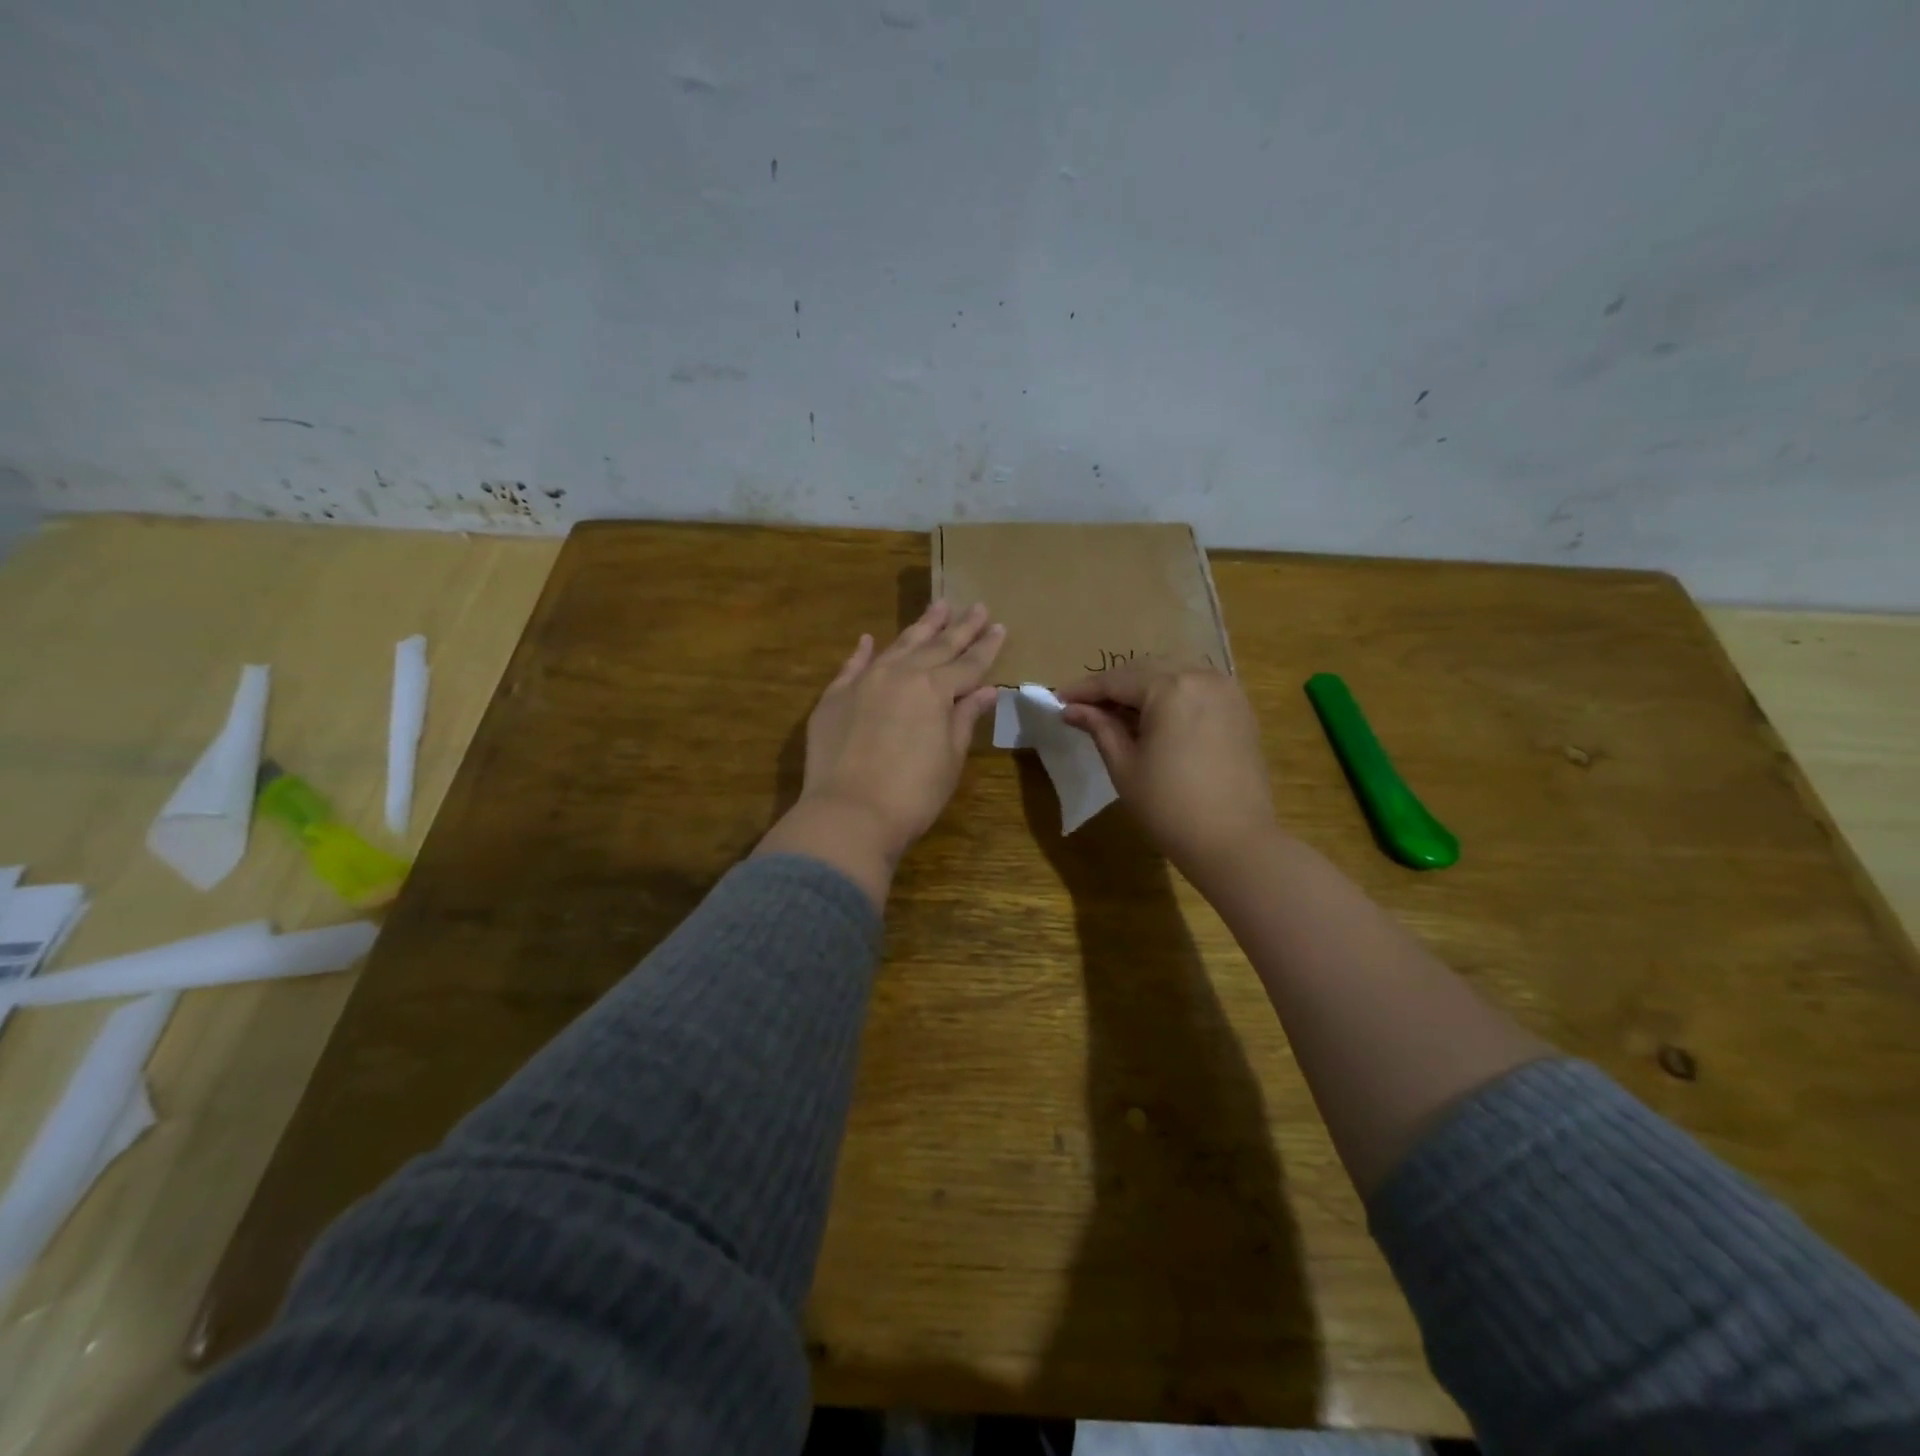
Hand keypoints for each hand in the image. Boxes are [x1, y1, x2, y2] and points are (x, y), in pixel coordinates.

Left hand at [757, 601, 1004, 905]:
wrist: (848, 813)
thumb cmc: (913, 793)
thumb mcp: (950, 757)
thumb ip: (965, 718)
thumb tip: (986, 690)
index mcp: (935, 689)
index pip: (968, 663)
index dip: (986, 646)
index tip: (1000, 626)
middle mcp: (901, 674)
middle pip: (936, 646)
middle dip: (960, 627)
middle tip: (977, 606)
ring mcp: (864, 682)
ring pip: (898, 646)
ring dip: (920, 627)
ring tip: (938, 606)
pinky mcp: (834, 697)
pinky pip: (853, 666)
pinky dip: (863, 652)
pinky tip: (869, 639)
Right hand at [1058, 660, 1277, 888]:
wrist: (1235, 842)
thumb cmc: (1169, 807)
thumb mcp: (1124, 766)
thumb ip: (1099, 728)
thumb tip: (1072, 709)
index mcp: (1170, 688)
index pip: (1116, 680)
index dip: (1084, 690)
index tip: (1058, 699)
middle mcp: (1201, 677)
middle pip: (1146, 671)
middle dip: (1114, 686)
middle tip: (1084, 707)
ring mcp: (1227, 691)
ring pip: (1174, 675)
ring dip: (1143, 689)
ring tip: (1117, 713)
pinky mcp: (1241, 710)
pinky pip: (1197, 689)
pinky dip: (1172, 696)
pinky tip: (1155, 719)